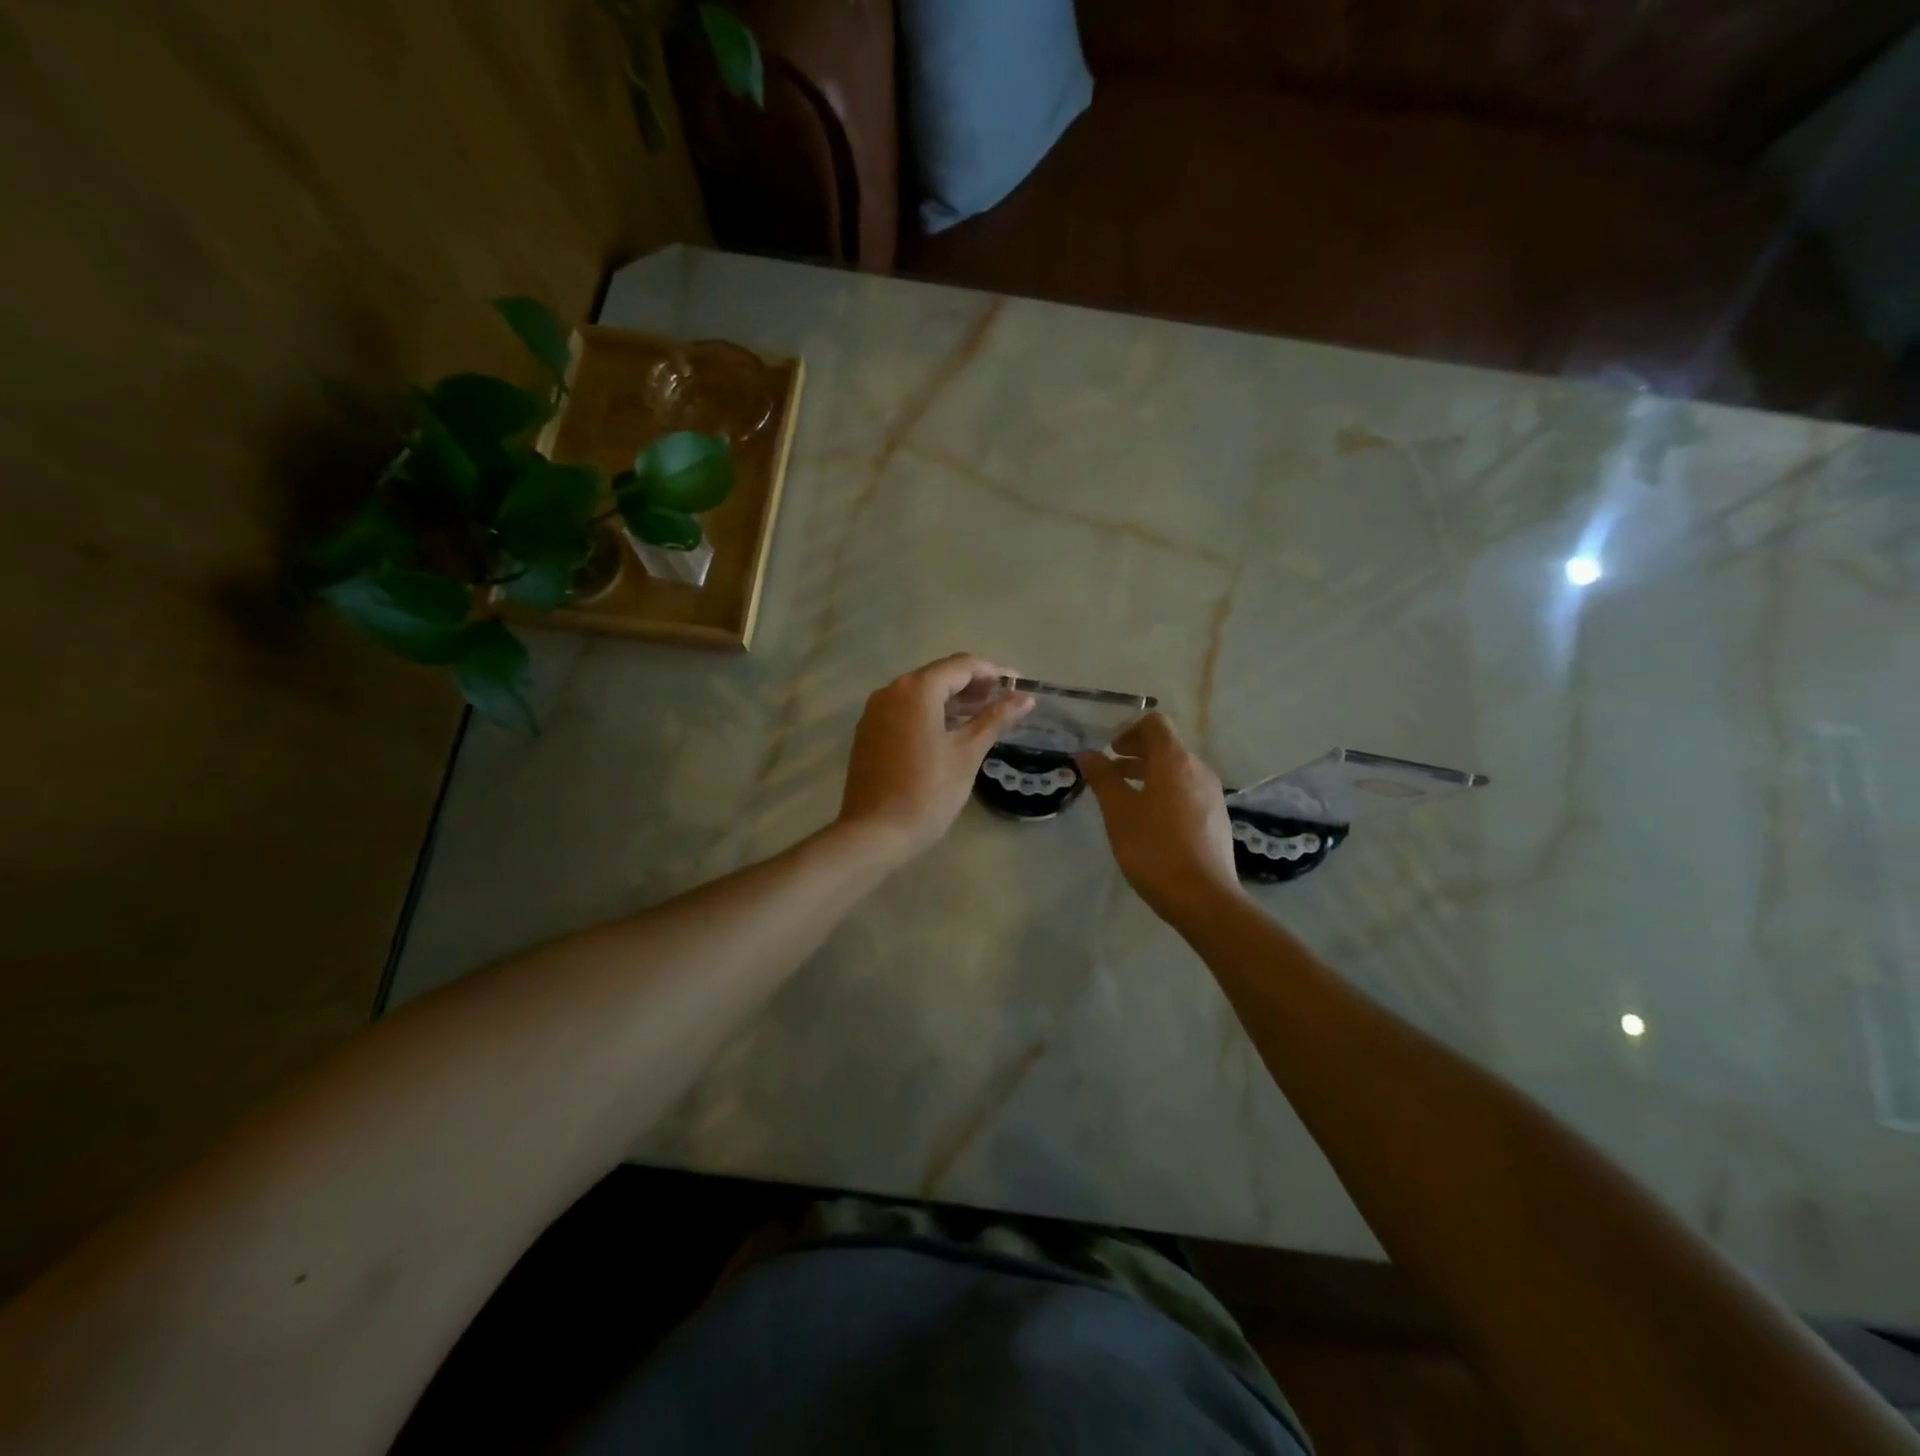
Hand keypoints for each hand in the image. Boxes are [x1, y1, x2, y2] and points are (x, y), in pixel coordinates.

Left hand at [837, 654, 1032, 860]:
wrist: (875, 833)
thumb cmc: (928, 791)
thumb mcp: (967, 753)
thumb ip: (995, 719)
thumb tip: (1025, 699)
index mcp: (917, 689)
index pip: (961, 665)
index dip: (993, 672)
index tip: (1018, 685)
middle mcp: (892, 690)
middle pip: (939, 676)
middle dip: (973, 686)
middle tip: (1005, 702)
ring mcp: (875, 711)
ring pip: (921, 694)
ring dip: (952, 701)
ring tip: (984, 717)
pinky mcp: (868, 732)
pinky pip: (905, 711)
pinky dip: (930, 714)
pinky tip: (950, 732)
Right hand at [1076, 714, 1243, 923]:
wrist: (1203, 897)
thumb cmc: (1154, 848)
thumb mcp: (1118, 811)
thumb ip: (1102, 777)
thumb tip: (1086, 753)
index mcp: (1176, 761)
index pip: (1155, 723)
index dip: (1128, 728)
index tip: (1108, 748)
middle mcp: (1198, 770)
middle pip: (1166, 746)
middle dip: (1135, 752)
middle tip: (1108, 769)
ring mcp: (1211, 795)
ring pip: (1176, 770)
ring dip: (1148, 773)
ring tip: (1122, 795)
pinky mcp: (1215, 818)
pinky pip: (1186, 791)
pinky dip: (1164, 791)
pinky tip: (1148, 819)